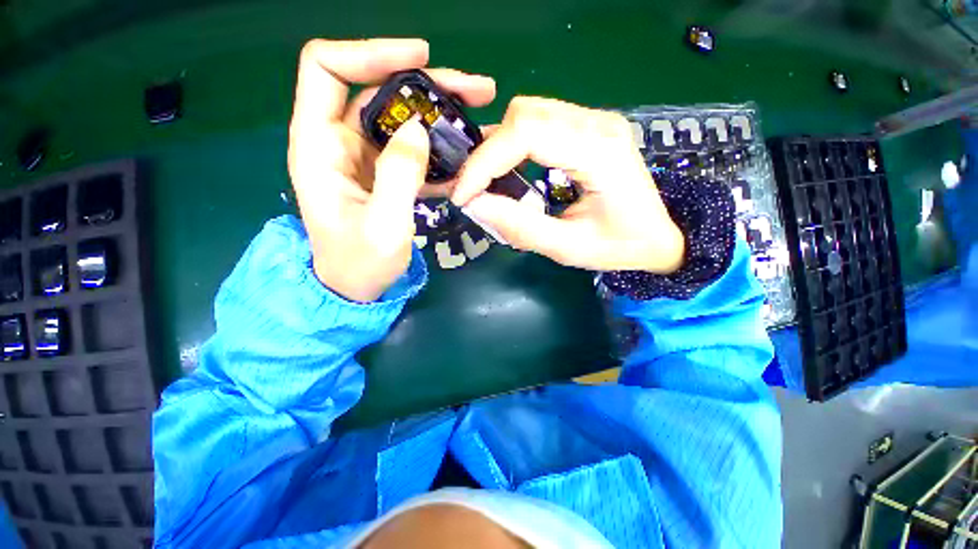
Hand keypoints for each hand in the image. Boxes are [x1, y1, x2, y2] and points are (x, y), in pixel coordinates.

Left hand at [288, 39, 495, 301]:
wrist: (358, 286)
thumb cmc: (360, 262)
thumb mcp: (383, 225)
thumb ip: (398, 175)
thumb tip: (417, 127)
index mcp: (319, 146)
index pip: (327, 69)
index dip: (371, 52)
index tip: (421, 58)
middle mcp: (339, 142)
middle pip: (379, 90)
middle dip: (427, 85)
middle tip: (475, 91)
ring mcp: (365, 158)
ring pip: (401, 118)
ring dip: (440, 114)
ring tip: (479, 114)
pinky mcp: (385, 173)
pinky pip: (412, 148)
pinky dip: (439, 147)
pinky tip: (466, 154)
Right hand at [452, 97, 684, 273]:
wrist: (658, 237)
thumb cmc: (619, 247)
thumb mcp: (568, 247)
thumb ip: (520, 227)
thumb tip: (474, 205)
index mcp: (600, 151)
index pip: (527, 134)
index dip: (485, 161)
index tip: (463, 194)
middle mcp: (598, 123)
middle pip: (524, 114)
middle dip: (488, 152)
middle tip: (472, 188)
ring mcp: (595, 120)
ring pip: (528, 113)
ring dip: (499, 146)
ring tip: (486, 181)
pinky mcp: (589, 126)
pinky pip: (540, 122)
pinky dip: (514, 145)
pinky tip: (509, 169)